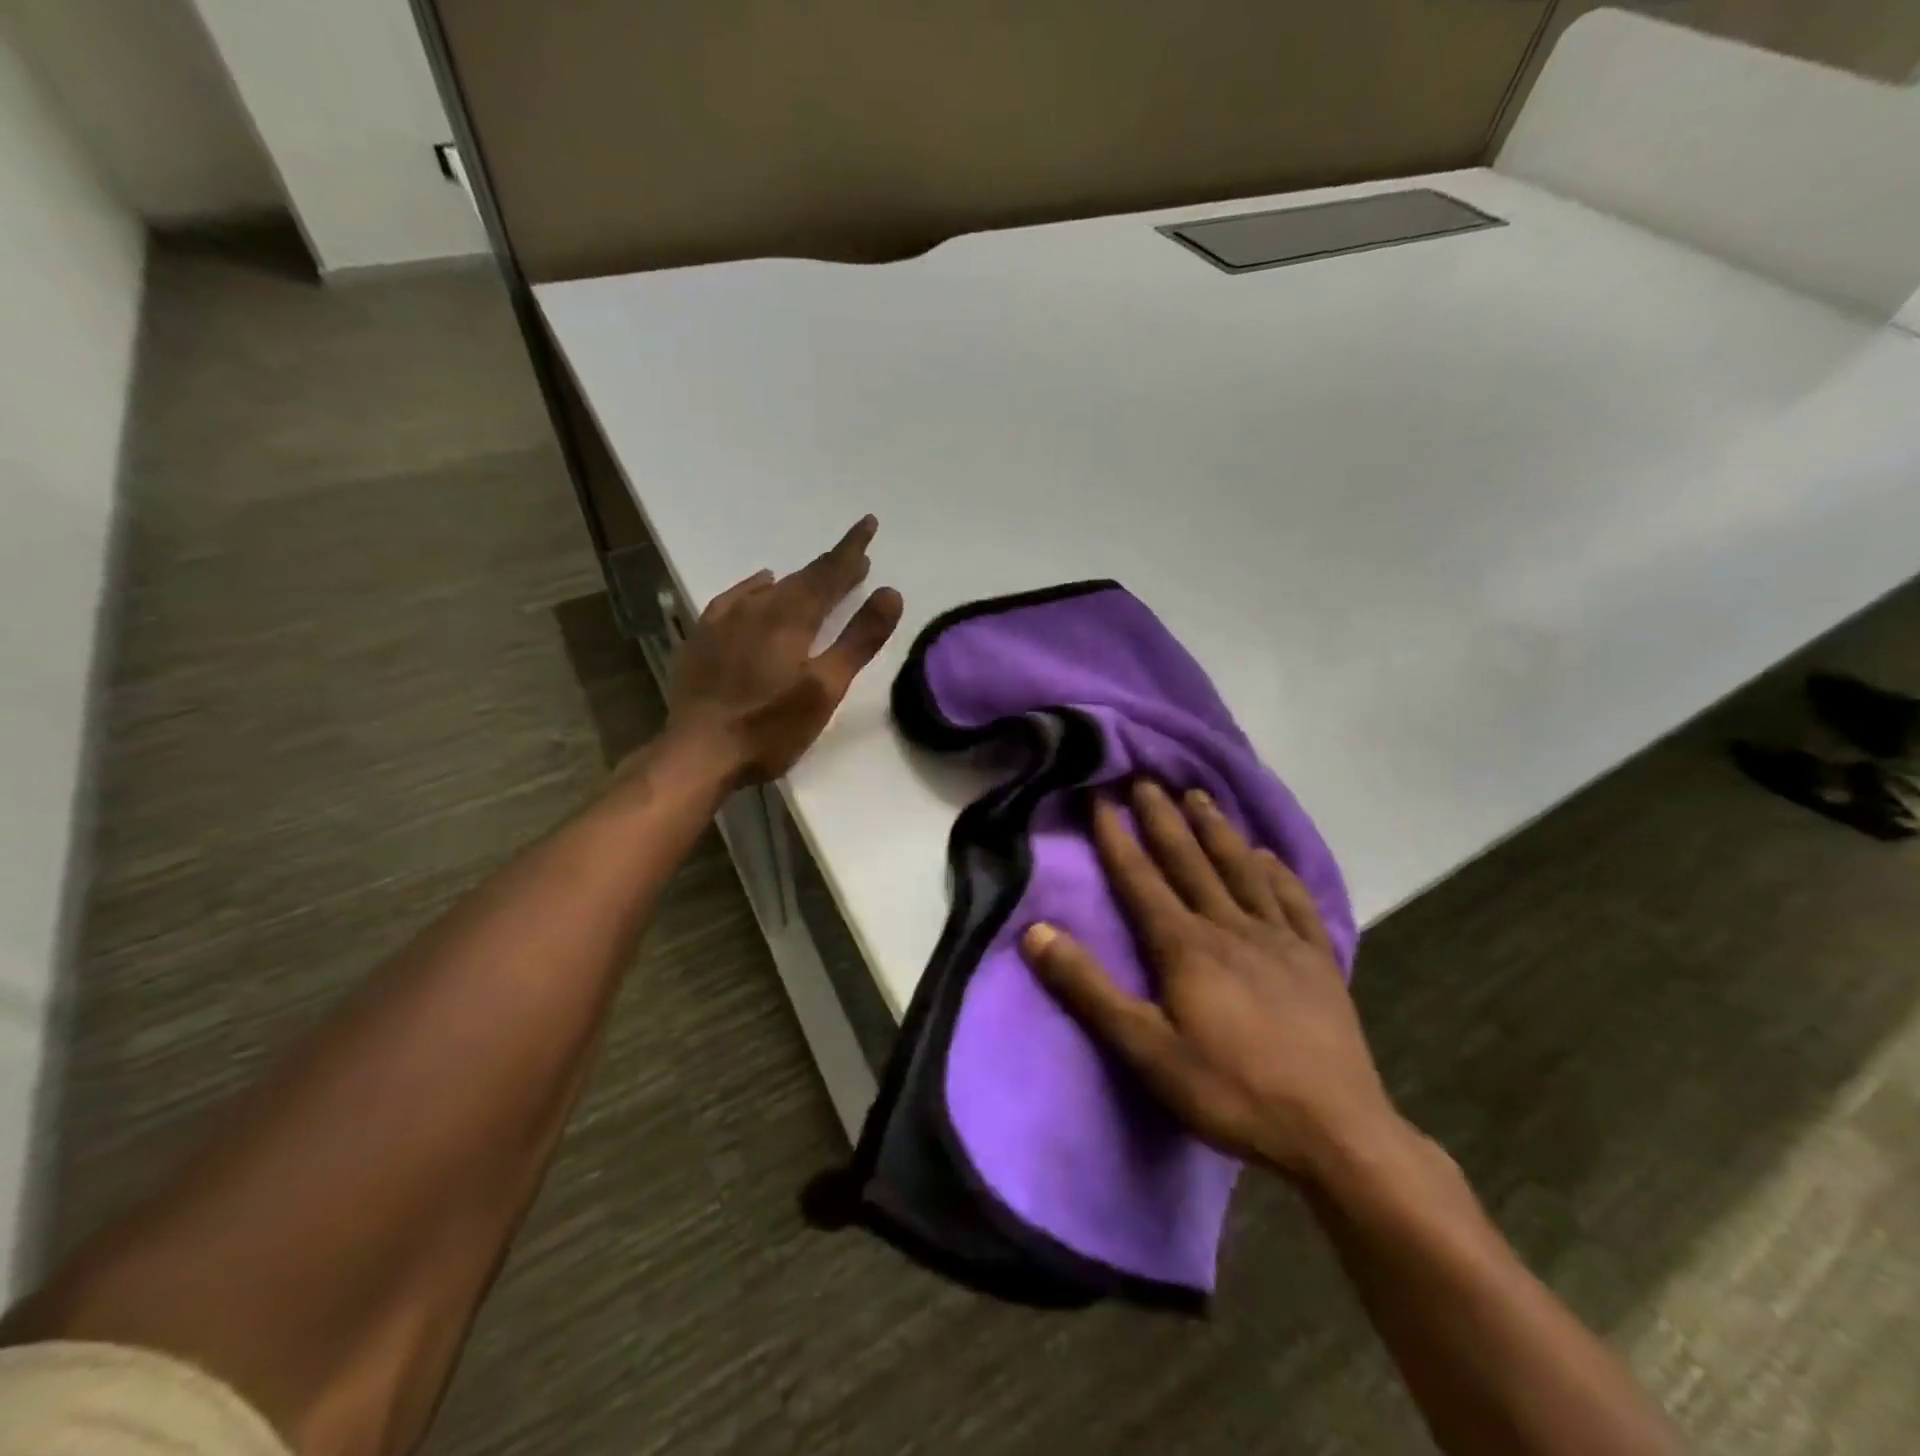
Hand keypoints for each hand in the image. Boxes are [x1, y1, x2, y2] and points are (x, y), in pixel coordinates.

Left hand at [664, 516, 903, 786]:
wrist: (698, 752)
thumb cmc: (770, 726)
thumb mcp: (825, 688)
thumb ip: (859, 639)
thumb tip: (890, 592)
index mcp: (791, 617)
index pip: (829, 572)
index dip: (852, 549)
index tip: (868, 524)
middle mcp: (757, 608)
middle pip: (802, 578)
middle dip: (831, 565)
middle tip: (855, 558)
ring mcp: (725, 621)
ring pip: (769, 588)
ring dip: (798, 580)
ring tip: (814, 578)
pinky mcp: (703, 637)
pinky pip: (735, 598)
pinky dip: (755, 588)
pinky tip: (758, 588)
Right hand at [1020, 780, 1400, 1183]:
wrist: (1336, 1132)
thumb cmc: (1230, 1091)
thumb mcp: (1145, 1050)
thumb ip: (1089, 989)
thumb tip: (1036, 932)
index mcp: (1186, 945)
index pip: (1141, 877)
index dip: (1117, 835)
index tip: (1100, 794)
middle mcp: (1231, 927)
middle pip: (1190, 860)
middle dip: (1163, 817)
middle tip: (1146, 776)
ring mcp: (1280, 939)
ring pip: (1241, 869)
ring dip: (1216, 830)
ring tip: (1199, 795)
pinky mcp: (1317, 960)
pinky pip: (1293, 901)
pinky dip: (1277, 872)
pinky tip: (1267, 855)